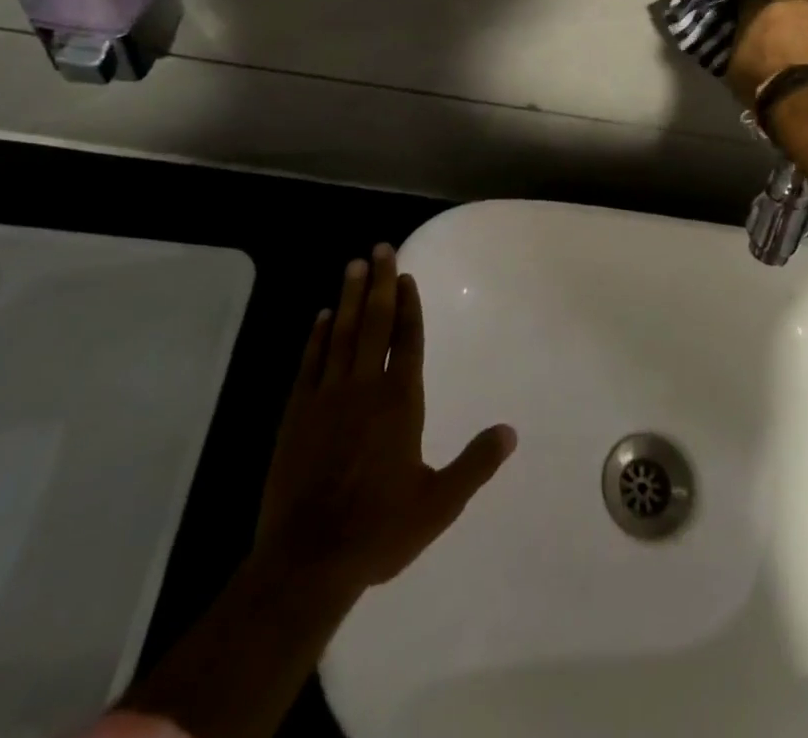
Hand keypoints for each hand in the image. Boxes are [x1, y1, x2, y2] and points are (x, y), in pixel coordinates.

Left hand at [251, 245, 515, 599]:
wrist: (307, 561)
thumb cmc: (379, 529)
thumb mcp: (439, 502)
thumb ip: (476, 463)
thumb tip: (511, 432)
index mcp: (400, 402)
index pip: (407, 340)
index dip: (409, 305)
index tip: (406, 275)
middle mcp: (364, 388)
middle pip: (374, 323)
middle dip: (379, 283)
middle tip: (380, 248)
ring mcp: (326, 398)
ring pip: (341, 334)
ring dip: (349, 298)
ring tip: (353, 266)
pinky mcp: (296, 414)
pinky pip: (310, 362)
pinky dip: (317, 336)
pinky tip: (321, 317)